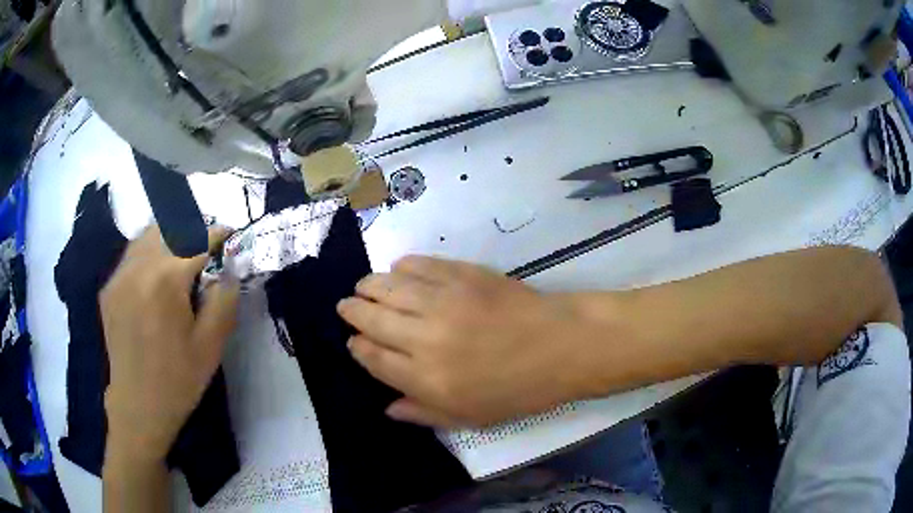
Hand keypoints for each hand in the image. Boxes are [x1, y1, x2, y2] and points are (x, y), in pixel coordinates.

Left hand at [101, 226, 239, 463]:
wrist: (138, 405)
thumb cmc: (178, 379)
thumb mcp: (212, 345)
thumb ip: (224, 298)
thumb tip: (230, 267)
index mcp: (166, 280)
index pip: (197, 239)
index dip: (217, 233)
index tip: (230, 234)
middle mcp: (139, 267)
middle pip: (169, 226)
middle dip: (192, 229)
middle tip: (206, 245)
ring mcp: (119, 275)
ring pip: (147, 234)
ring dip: (169, 235)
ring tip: (182, 253)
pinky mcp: (109, 288)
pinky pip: (131, 254)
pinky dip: (149, 251)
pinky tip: (156, 274)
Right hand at [338, 256, 612, 427]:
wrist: (560, 346)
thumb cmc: (519, 390)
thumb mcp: (471, 418)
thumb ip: (423, 413)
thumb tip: (386, 407)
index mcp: (426, 379)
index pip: (373, 358)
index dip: (357, 347)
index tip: (353, 342)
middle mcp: (424, 337)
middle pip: (371, 318)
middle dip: (352, 312)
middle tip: (347, 307)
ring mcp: (442, 300)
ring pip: (386, 287)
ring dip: (368, 286)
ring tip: (363, 288)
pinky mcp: (460, 274)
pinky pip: (417, 265)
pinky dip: (401, 267)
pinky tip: (398, 272)